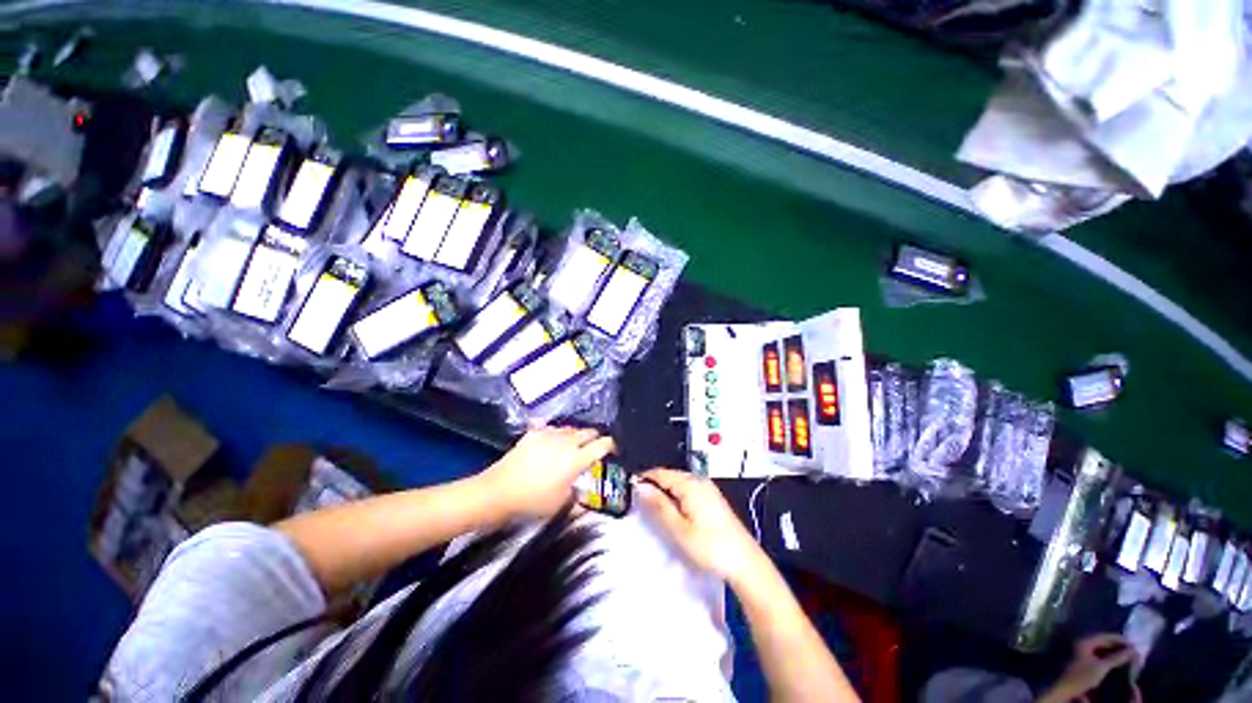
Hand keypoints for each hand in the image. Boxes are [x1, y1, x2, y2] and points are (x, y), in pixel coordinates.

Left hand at [479, 426, 614, 519]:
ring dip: (576, 435)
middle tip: (594, 447)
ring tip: (573, 445)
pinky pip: (553, 429)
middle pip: (588, 432)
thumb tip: (583, 491)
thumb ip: (577, 495)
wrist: (498, 492)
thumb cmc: (532, 502)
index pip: (602, 445)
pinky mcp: (534, 433)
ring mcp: (549, 434)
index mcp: (576, 459)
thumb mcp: (560, 505)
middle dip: (595, 438)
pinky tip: (553, 442)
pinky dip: (558, 434)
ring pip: (571, 428)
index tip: (613, 450)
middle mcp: (566, 442)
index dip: (611, 445)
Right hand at [636, 468, 769, 585]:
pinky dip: (677, 496)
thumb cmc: (710, 547)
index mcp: (690, 484)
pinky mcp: (713, 498)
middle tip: (639, 502)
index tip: (629, 488)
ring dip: (665, 491)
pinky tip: (674, 511)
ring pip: (679, 483)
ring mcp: (708, 489)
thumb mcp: (678, 529)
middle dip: (654, 485)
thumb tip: (640, 486)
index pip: (660, 472)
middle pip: (670, 475)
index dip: (644, 478)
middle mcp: (699, 480)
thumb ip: (658, 505)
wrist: (745, 562)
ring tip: (654, 508)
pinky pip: (688, 489)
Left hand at [1044, 634, 1138, 702]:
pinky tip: (1116, 662)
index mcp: (1084, 641)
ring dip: (1113, 652)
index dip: (1120, 640)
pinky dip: (1107, 657)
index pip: (1106, 636)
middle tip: (1132, 652)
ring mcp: (1080, 650)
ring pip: (1101, 648)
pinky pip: (1097, 655)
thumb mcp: (1101, 667)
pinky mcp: (1081, 659)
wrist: (1064, 687)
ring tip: (1127, 657)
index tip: (1134, 644)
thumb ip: (1117, 658)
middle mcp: (1081, 642)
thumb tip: (1134, 650)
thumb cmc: (1081, 676)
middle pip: (1103, 642)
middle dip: (1118, 647)